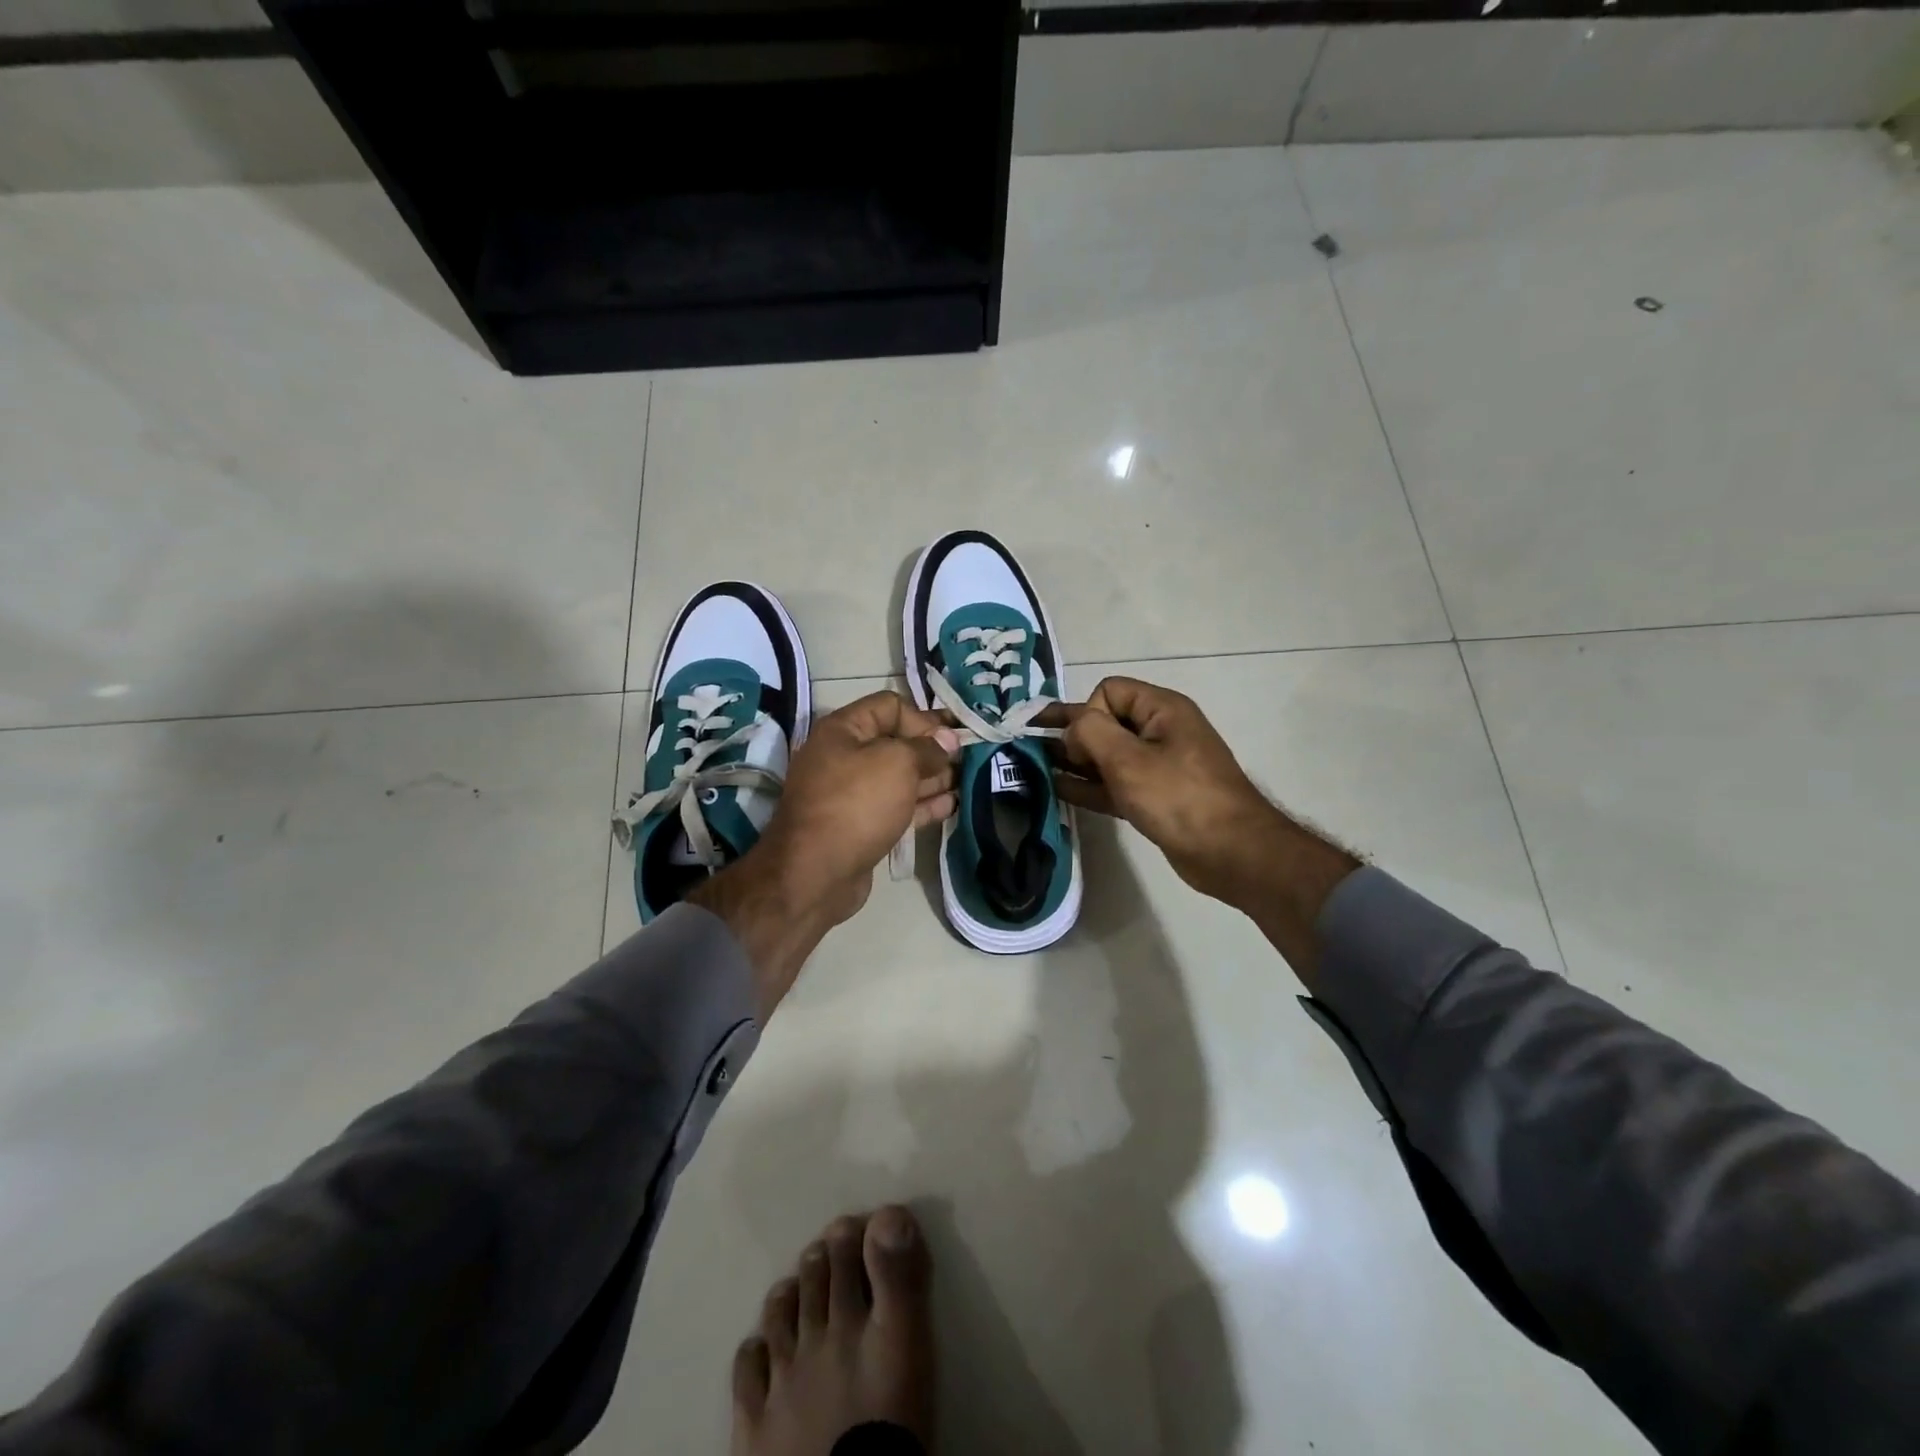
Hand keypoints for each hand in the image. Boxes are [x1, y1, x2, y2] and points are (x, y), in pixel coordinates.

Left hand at [760, 691, 959, 921]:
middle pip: (896, 743)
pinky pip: (897, 806)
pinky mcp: (861, 825)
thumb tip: (946, 742)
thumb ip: (926, 748)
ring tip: (966, 781)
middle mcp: (844, 756)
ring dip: (932, 778)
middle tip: (967, 759)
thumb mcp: (897, 762)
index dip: (923, 718)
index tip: (952, 737)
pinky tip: (951, 805)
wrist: (816, 872)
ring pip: (899, 777)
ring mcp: (852, 794)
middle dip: (932, 749)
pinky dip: (923, 804)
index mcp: (843, 730)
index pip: (890, 706)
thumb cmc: (857, 803)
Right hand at [1051, 677, 1280, 907]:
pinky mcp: (1155, 798)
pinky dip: (1089, 785)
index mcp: (1161, 710)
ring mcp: (1158, 767)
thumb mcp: (1128, 759)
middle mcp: (1160, 731)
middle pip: (1105, 722)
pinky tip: (1058, 789)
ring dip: (1075, 761)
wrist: (1231, 852)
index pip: (1109, 691)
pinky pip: (1114, 783)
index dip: (1088, 713)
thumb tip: (1072, 730)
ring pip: (1107, 756)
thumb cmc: (1179, 797)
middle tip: (1033, 748)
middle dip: (1071, 734)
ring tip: (1036, 767)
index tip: (1082, 746)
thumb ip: (1090, 733)